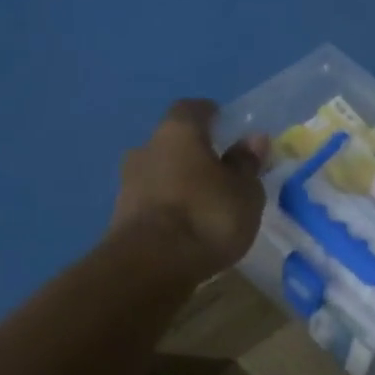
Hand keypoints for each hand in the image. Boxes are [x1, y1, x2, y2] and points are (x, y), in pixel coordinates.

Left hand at [111, 100, 269, 277]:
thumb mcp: (244, 192)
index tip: (229, 129)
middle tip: (221, 174)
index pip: (194, 109)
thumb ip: (247, 164)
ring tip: (205, 206)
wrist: (150, 265)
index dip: (212, 116)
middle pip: (173, 142)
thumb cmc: (207, 216)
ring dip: (180, 183)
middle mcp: (146, 148)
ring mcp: (128, 182)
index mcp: (178, 131)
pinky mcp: (121, 216)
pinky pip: (152, 202)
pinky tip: (185, 227)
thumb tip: (253, 139)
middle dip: (195, 154)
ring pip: (160, 173)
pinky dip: (168, 208)